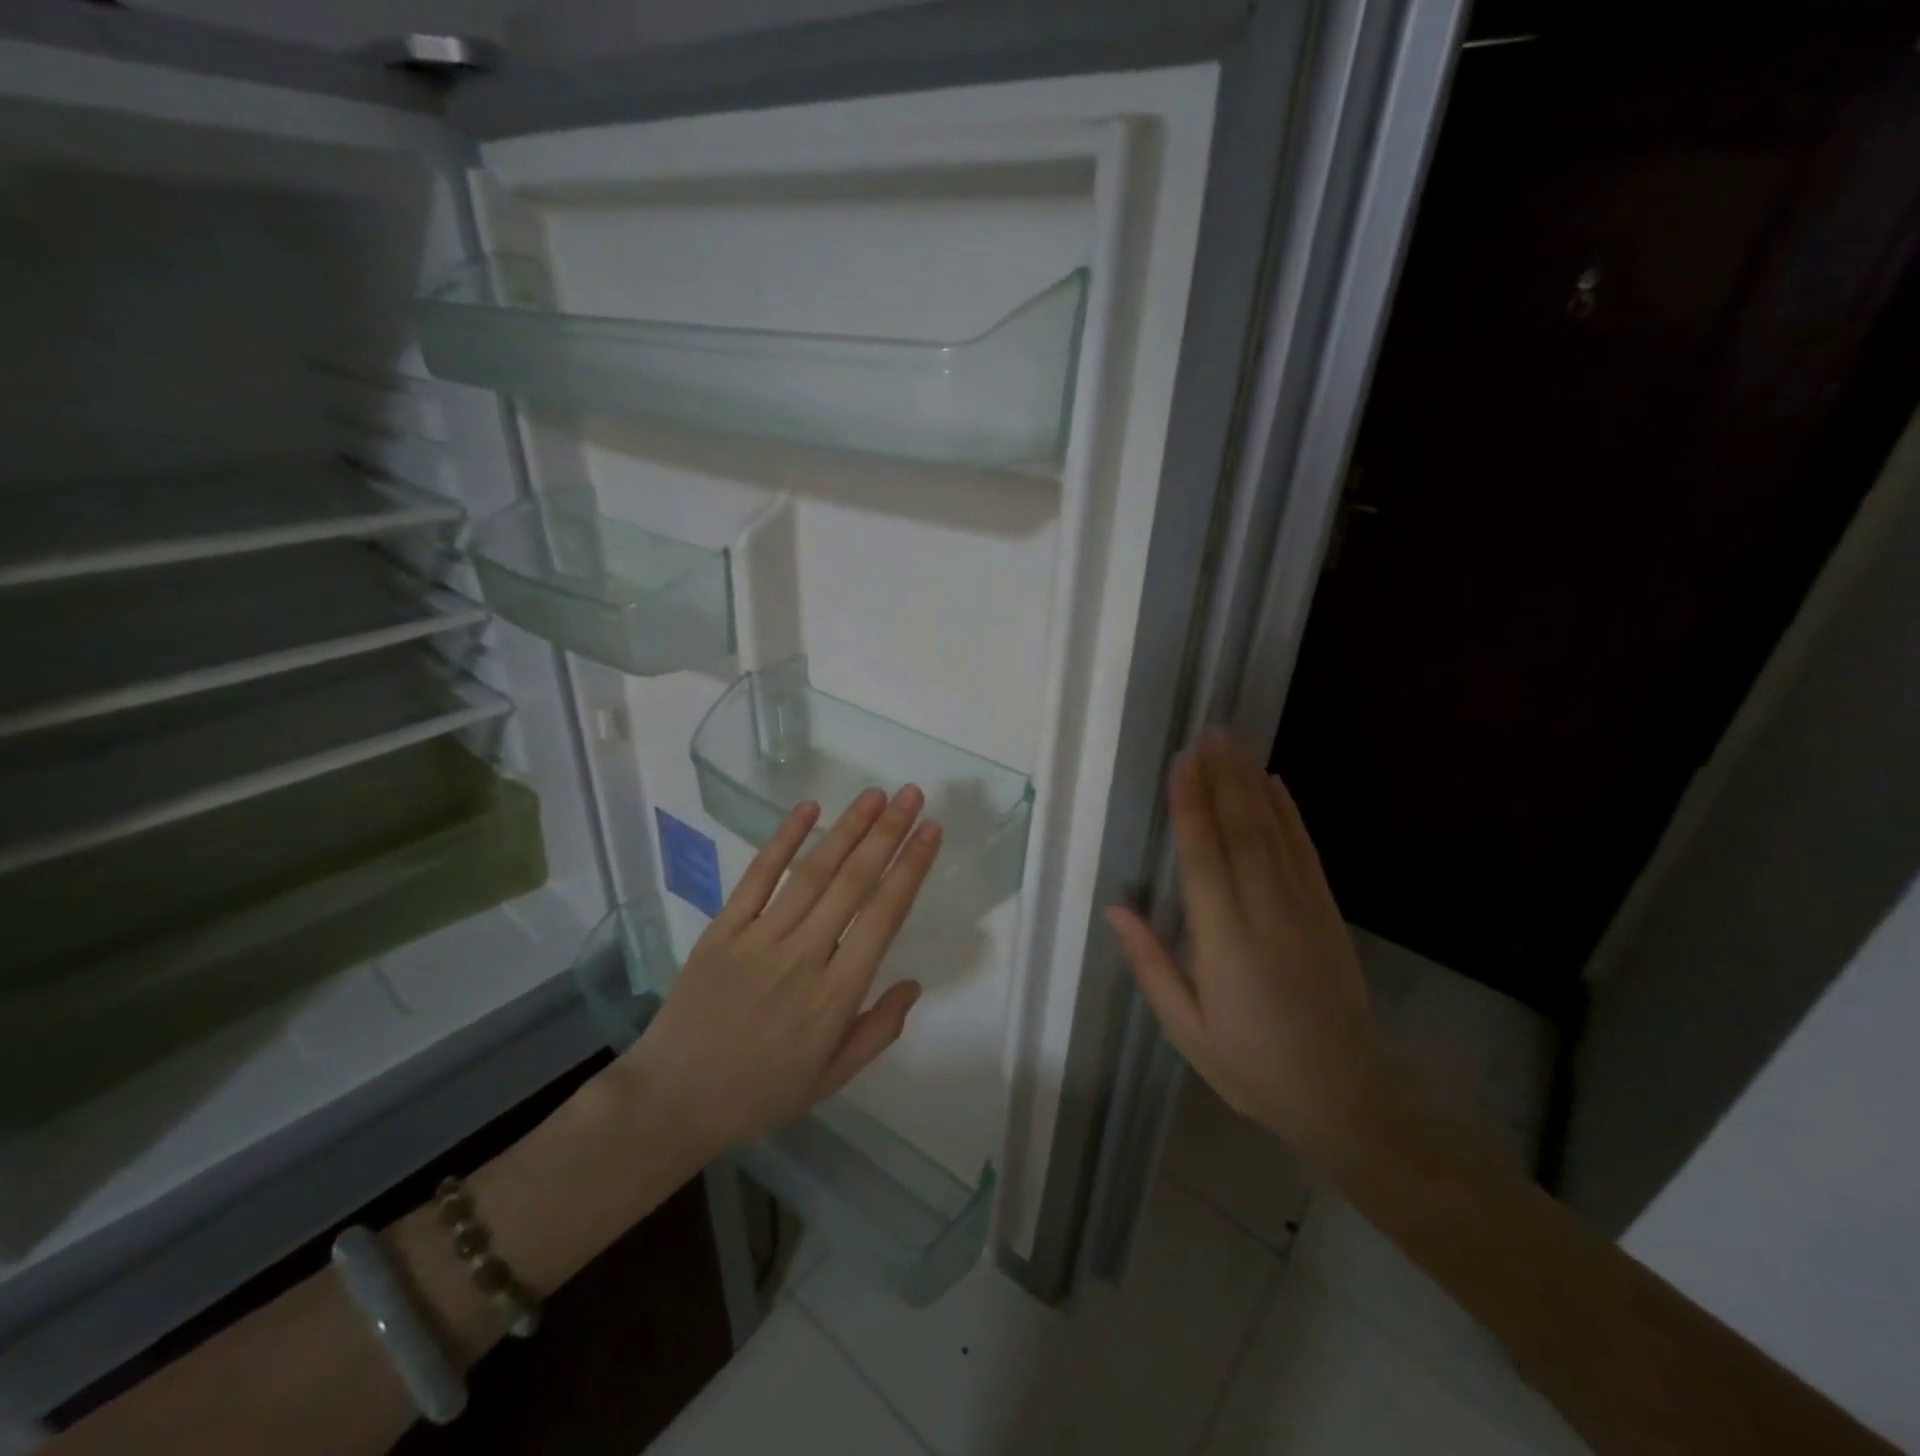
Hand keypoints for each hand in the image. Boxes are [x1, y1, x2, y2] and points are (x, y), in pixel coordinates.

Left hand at [622, 786, 941, 1157]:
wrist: (673, 1100)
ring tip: (876, 794)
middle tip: (912, 795)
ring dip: (848, 828)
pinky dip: (784, 839)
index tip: (931, 831)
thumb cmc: (760, 1092)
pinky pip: (758, 876)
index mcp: (836, 996)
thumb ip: (878, 1031)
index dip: (911, 869)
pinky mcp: (724, 929)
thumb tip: (913, 984)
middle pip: (854, 882)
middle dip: (888, 834)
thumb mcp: (831, 1079)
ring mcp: (760, 938)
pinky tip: (809, 809)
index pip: (884, 916)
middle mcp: (804, 956)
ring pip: (813, 872)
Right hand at [1105, 731, 1378, 1155]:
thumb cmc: (1251, 1064)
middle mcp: (1265, 912)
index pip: (1203, 857)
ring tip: (1234, 744)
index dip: (1191, 805)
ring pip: (1273, 832)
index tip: (1182, 762)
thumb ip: (1150, 963)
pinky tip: (1275, 784)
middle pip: (1241, 831)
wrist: (1344, 1094)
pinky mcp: (1326, 912)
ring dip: (1251, 784)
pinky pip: (1304, 851)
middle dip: (1222, 778)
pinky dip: (1289, 813)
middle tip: (1209, 733)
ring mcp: (1303, 908)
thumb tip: (1115, 906)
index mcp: (1225, 941)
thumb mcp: (1186, 1028)